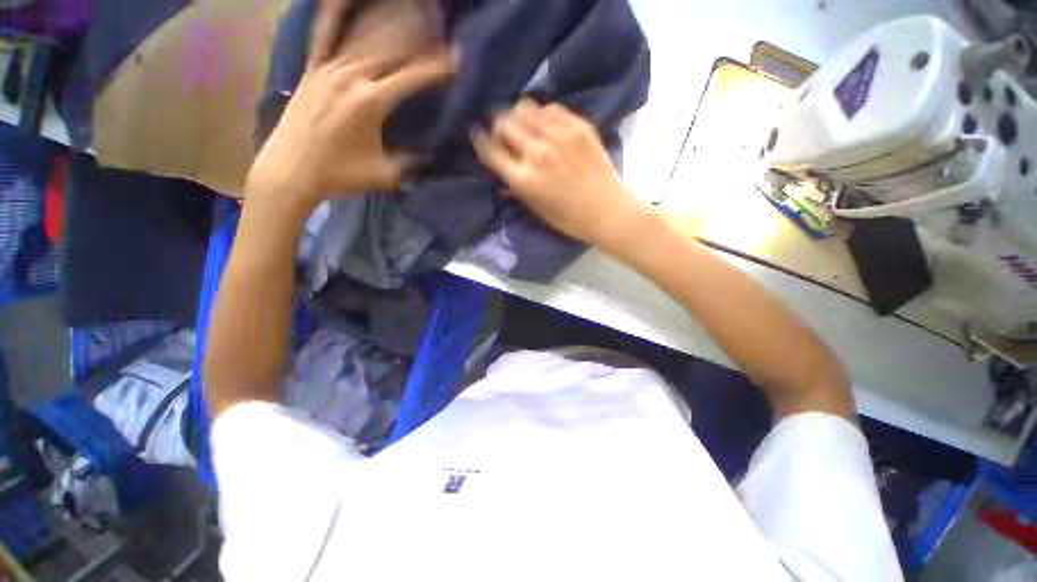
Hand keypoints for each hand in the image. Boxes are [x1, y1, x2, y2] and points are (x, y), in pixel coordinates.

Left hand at [247, 0, 454, 215]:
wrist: (292, 169)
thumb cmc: (341, 175)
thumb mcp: (386, 174)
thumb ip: (413, 161)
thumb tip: (434, 154)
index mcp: (370, 102)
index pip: (412, 76)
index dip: (436, 67)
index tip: (456, 59)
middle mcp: (350, 76)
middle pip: (390, 48)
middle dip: (418, 37)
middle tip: (438, 29)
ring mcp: (328, 68)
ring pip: (363, 36)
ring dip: (389, 23)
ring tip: (410, 11)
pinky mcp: (312, 69)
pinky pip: (324, 34)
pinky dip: (335, 14)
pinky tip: (344, 0)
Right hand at [472, 100, 650, 247]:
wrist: (608, 211)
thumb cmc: (569, 219)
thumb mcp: (536, 210)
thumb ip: (516, 189)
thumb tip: (502, 176)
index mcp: (524, 179)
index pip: (490, 150)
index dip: (479, 138)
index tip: (476, 132)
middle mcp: (537, 152)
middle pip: (504, 122)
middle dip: (498, 124)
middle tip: (502, 130)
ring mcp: (559, 136)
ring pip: (525, 109)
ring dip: (518, 115)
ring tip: (523, 123)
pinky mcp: (579, 126)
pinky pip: (551, 108)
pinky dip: (542, 114)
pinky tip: (545, 123)